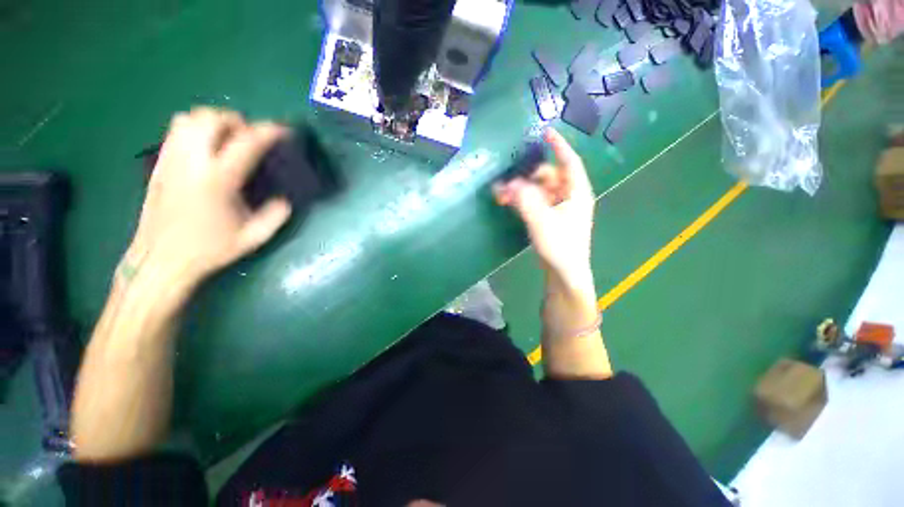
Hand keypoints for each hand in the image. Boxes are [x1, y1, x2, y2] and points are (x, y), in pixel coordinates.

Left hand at [126, 107, 291, 288]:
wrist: (161, 259)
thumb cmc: (209, 250)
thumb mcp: (253, 237)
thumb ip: (275, 216)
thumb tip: (285, 200)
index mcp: (218, 180)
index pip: (246, 142)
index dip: (267, 131)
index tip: (282, 130)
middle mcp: (191, 162)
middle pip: (212, 119)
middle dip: (236, 121)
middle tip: (250, 137)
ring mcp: (171, 160)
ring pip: (189, 118)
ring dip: (213, 121)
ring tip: (227, 138)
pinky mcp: (159, 164)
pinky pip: (176, 131)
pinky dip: (195, 129)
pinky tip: (206, 147)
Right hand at [494, 128, 594, 284]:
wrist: (564, 273)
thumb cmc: (560, 246)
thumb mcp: (541, 220)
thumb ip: (525, 200)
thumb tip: (509, 184)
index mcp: (576, 192)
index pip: (569, 162)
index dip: (558, 146)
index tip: (545, 132)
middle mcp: (569, 197)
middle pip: (548, 177)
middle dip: (527, 177)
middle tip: (506, 183)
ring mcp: (560, 209)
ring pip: (539, 191)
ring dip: (522, 191)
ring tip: (502, 196)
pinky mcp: (551, 219)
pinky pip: (536, 203)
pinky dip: (524, 201)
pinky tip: (510, 203)